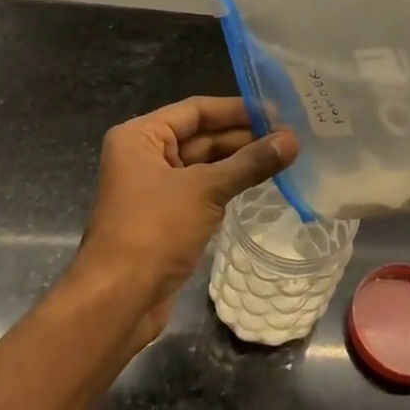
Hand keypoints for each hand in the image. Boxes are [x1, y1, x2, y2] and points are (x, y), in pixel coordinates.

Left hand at [73, 95, 297, 342]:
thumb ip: (250, 163)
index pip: (195, 110)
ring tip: (282, 157)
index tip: (277, 112)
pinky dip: (228, 185)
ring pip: (203, 164)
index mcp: (140, 137)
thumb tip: (292, 140)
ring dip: (238, 162)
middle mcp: (144, 156)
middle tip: (288, 137)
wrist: (118, 299)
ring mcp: (154, 188)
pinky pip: (201, 190)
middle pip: (200, 136)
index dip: (237, 109)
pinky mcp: (165, 217)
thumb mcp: (205, 190)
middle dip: (242, 136)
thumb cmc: (154, 231)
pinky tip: (259, 184)